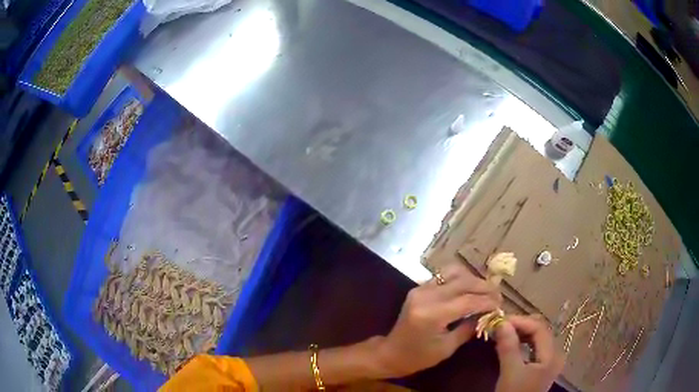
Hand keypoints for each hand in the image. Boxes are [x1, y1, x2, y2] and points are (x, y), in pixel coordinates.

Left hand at [373, 263, 500, 377]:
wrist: (390, 352)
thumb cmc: (418, 357)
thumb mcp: (447, 348)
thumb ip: (469, 328)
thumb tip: (488, 314)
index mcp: (432, 315)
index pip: (468, 300)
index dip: (487, 301)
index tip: (501, 304)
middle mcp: (426, 296)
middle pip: (463, 281)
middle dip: (484, 287)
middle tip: (498, 295)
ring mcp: (420, 289)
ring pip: (454, 272)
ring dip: (473, 279)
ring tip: (485, 290)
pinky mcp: (418, 288)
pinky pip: (443, 276)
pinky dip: (460, 279)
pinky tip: (469, 289)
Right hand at [494, 315, 564, 391]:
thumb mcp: (510, 372)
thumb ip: (508, 347)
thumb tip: (501, 322)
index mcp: (552, 355)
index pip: (539, 328)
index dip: (520, 321)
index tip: (500, 320)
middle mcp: (554, 354)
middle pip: (540, 331)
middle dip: (520, 325)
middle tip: (500, 324)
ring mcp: (548, 360)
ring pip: (536, 338)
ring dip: (520, 332)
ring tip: (503, 330)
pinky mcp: (540, 366)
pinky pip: (533, 347)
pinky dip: (522, 341)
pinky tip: (511, 341)